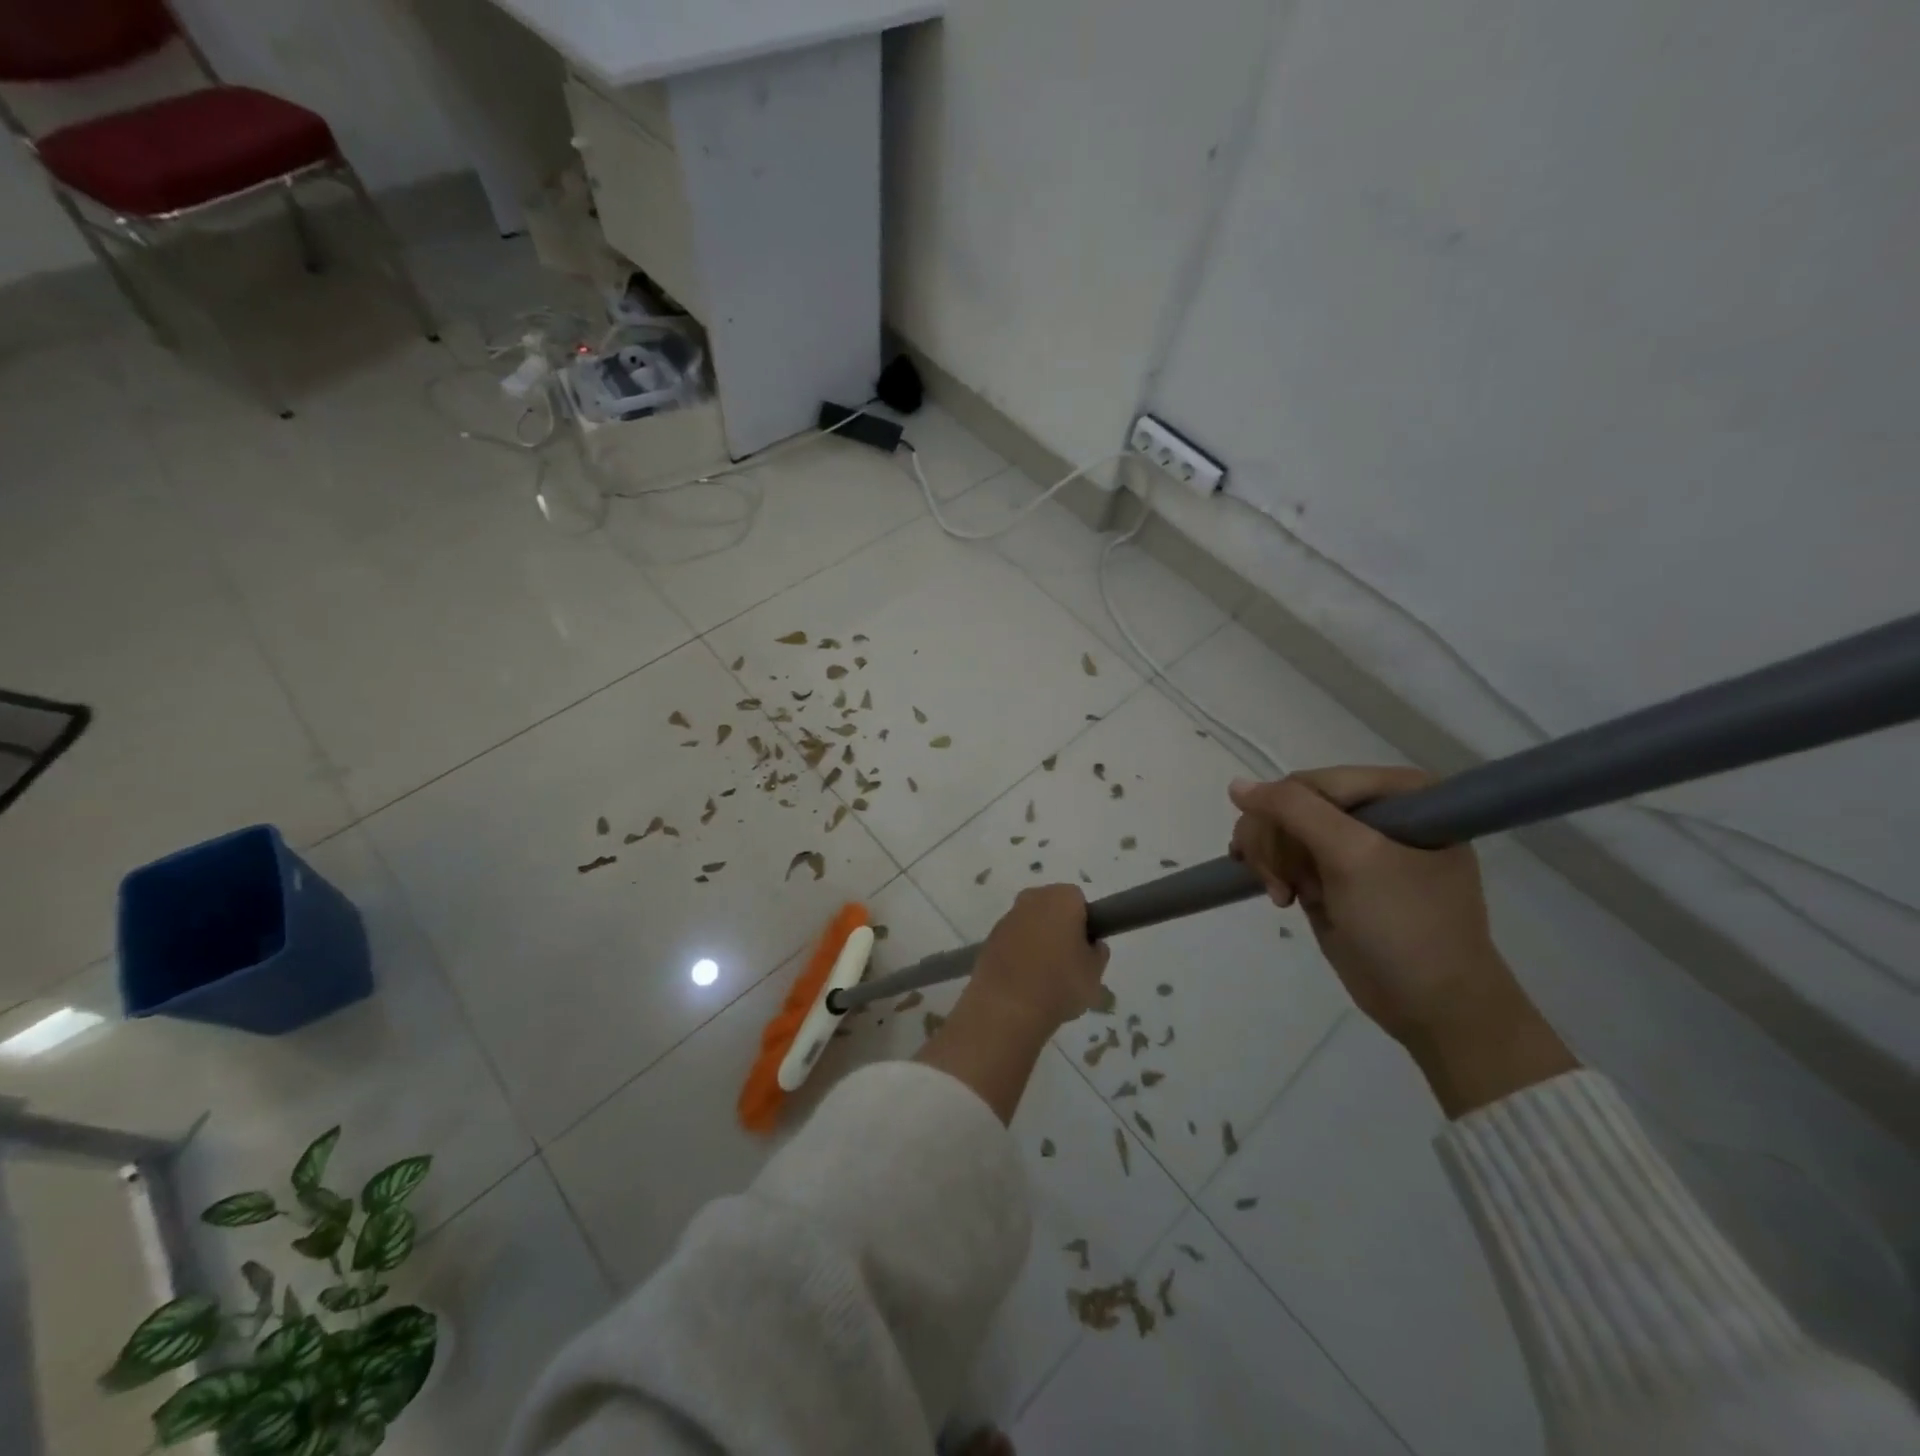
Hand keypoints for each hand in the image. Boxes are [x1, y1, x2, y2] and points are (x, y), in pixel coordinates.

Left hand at [971, 885, 1110, 1033]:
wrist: (1006, 1008)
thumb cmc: (1059, 984)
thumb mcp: (1095, 974)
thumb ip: (1097, 953)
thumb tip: (1091, 945)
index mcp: (1061, 898)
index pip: (1079, 900)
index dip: (1085, 922)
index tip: (1085, 947)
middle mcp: (1032, 899)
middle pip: (1052, 907)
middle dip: (1059, 927)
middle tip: (1068, 961)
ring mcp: (1007, 918)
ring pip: (1030, 923)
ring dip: (1037, 940)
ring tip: (1044, 977)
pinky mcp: (989, 939)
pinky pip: (1012, 941)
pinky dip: (1019, 954)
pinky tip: (1023, 981)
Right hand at [1229, 768, 1575, 1115]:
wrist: (1434, 1007)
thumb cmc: (1405, 925)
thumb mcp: (1353, 857)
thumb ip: (1294, 810)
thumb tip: (1236, 785)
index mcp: (1401, 793)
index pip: (1312, 782)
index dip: (1285, 815)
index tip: (1281, 861)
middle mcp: (1377, 811)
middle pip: (1291, 805)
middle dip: (1276, 844)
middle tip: (1280, 885)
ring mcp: (1353, 844)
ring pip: (1280, 829)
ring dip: (1270, 862)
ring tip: (1282, 897)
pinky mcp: (1334, 875)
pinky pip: (1284, 855)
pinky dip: (1272, 873)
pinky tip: (1278, 895)